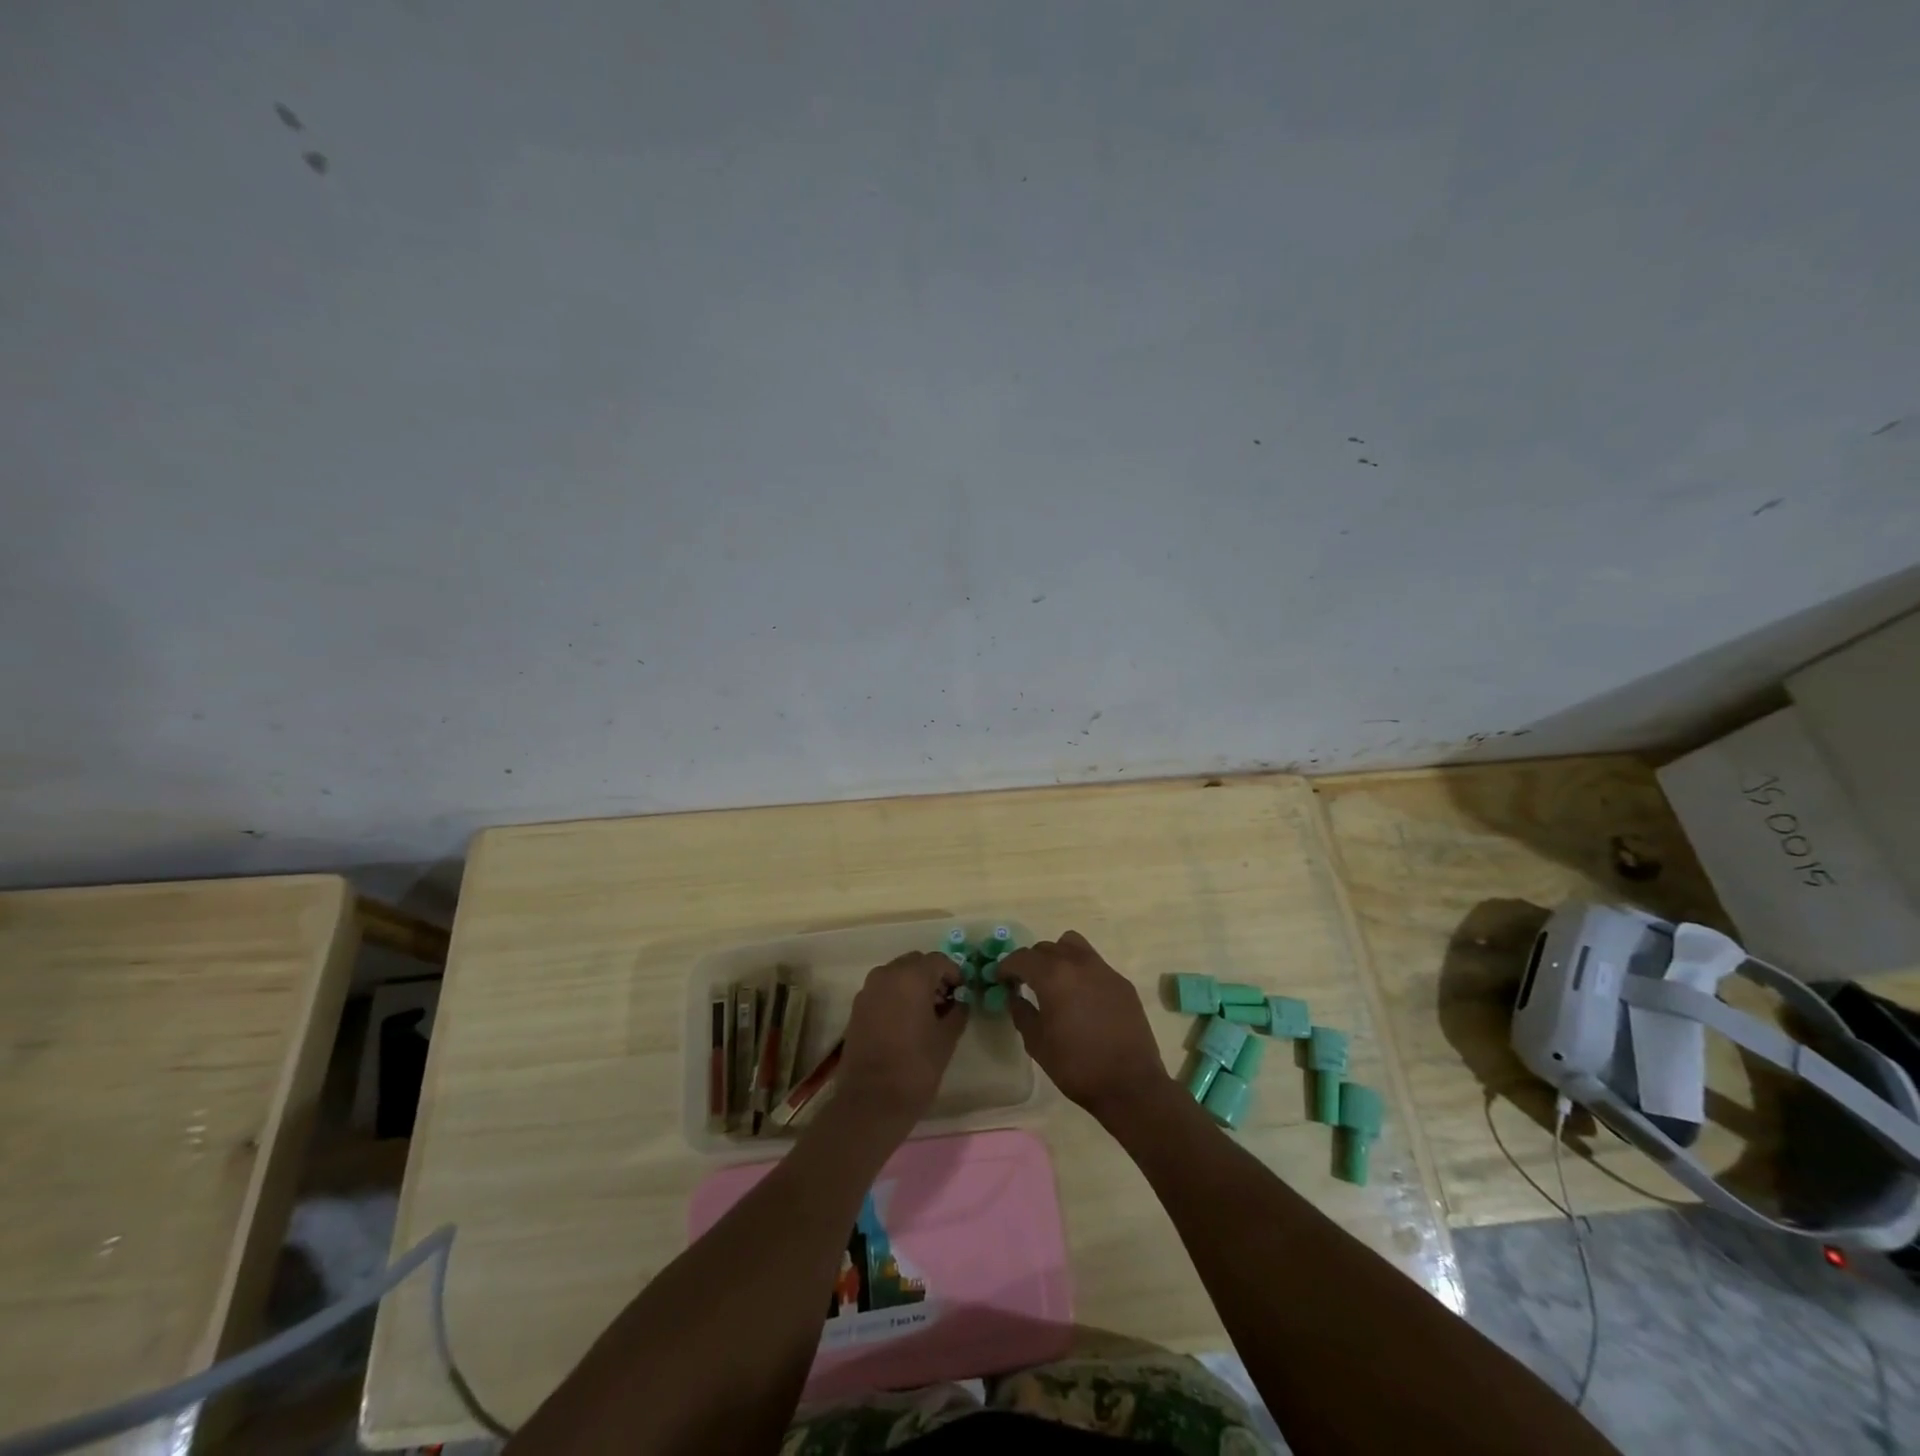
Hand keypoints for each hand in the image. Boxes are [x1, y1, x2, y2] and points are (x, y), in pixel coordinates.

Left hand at [835, 951, 967, 1125]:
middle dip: (932, 977)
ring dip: (912, 985)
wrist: (871, 1101)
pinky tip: (905, 1023)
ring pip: (896, 975)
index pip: (939, 961)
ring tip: (926, 1014)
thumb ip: (957, 1012)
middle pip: (915, 963)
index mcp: (911, 977)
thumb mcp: (946, 1039)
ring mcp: (868, 990)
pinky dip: (895, 997)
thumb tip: (960, 1002)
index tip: (962, 994)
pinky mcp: (856, 1008)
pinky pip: (882, 990)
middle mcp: (886, 975)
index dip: (954, 974)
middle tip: (945, 1002)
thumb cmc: (915, 1067)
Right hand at [999, 931, 1172, 1119]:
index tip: (1000, 979)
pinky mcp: (1122, 982)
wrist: (1130, 1084)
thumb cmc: (1076, 1066)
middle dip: (1031, 961)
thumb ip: (1021, 1013)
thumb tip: (1015, 996)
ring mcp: (1104, 970)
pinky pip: (1095, 964)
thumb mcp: (1037, 1043)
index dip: (1006, 966)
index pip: (1022, 957)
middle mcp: (1078, 963)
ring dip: (1058, 956)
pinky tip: (1081, 997)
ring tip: (1055, 980)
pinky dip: (1081, 971)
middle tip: (1024, 982)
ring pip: (1073, 945)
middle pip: (1046, 948)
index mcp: (1053, 976)